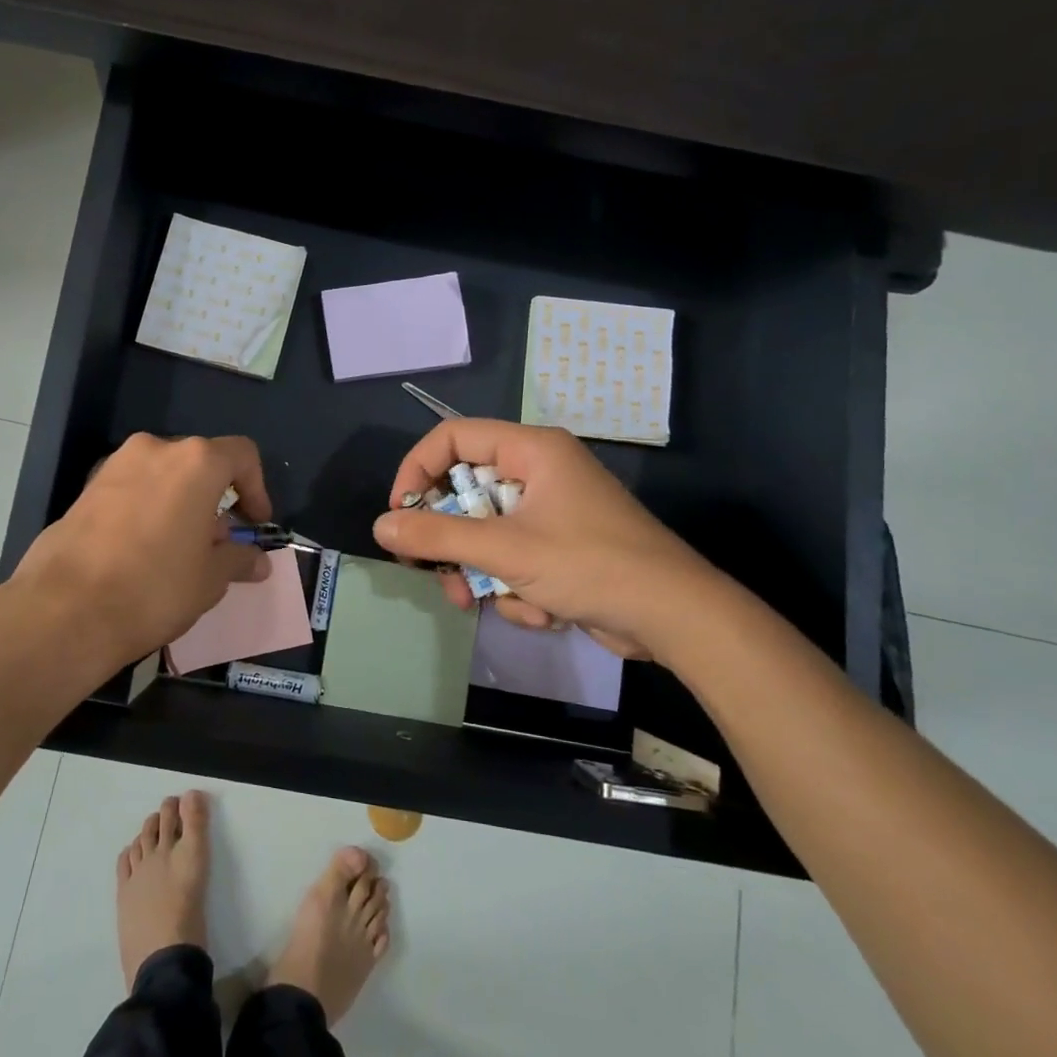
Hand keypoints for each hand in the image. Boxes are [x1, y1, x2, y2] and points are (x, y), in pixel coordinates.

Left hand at [11, 433, 272, 674]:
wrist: (65, 609)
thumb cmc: (155, 587)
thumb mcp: (210, 579)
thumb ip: (238, 559)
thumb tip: (258, 561)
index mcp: (196, 462)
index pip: (242, 455)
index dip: (257, 488)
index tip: (256, 523)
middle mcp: (155, 449)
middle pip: (200, 464)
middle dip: (215, 499)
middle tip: (218, 543)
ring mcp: (115, 466)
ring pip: (164, 476)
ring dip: (181, 504)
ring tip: (180, 550)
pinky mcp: (86, 488)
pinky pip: (132, 490)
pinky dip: (148, 509)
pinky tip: (143, 551)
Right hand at [370, 419, 728, 663]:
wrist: (676, 618)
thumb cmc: (590, 565)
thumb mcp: (506, 549)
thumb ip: (438, 535)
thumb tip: (380, 525)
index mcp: (531, 450)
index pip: (453, 438)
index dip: (418, 470)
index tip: (400, 512)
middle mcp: (539, 472)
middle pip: (465, 493)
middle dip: (450, 540)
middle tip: (433, 570)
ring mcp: (550, 512)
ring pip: (484, 533)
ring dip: (480, 573)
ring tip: (483, 604)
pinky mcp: (559, 548)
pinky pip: (512, 559)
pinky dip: (514, 587)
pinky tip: (539, 611)